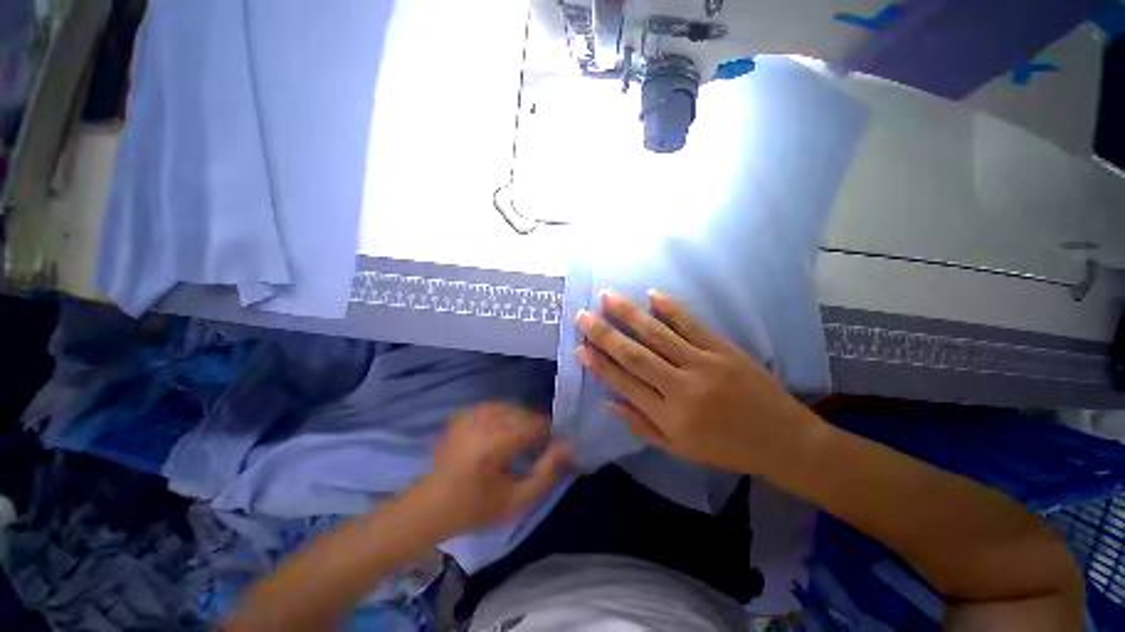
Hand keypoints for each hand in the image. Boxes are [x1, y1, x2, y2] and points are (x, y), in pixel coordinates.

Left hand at [412, 403, 571, 537]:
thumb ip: (547, 472)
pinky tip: (498, 437)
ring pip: (512, 408)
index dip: (549, 435)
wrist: (430, 506)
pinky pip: (496, 408)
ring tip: (516, 445)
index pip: (538, 423)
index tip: (548, 452)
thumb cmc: (475, 507)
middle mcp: (486, 418)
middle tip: (532, 452)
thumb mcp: (517, 500)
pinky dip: (504, 419)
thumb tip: (568, 446)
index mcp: (498, 439)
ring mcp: (472, 413)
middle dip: (534, 429)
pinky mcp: (464, 413)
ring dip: (520, 423)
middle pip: (526, 413)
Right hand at [575, 290, 822, 474]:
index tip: (580, 347)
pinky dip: (672, 309)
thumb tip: (609, 401)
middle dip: (605, 334)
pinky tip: (653, 295)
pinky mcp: (724, 350)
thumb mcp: (679, 448)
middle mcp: (681, 388)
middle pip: (635, 355)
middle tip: (583, 315)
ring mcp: (704, 365)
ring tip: (608, 297)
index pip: (624, 383)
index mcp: (669, 416)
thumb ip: (641, 424)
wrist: (784, 441)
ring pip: (658, 335)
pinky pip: (693, 325)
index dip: (599, 364)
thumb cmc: (727, 449)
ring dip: (630, 314)